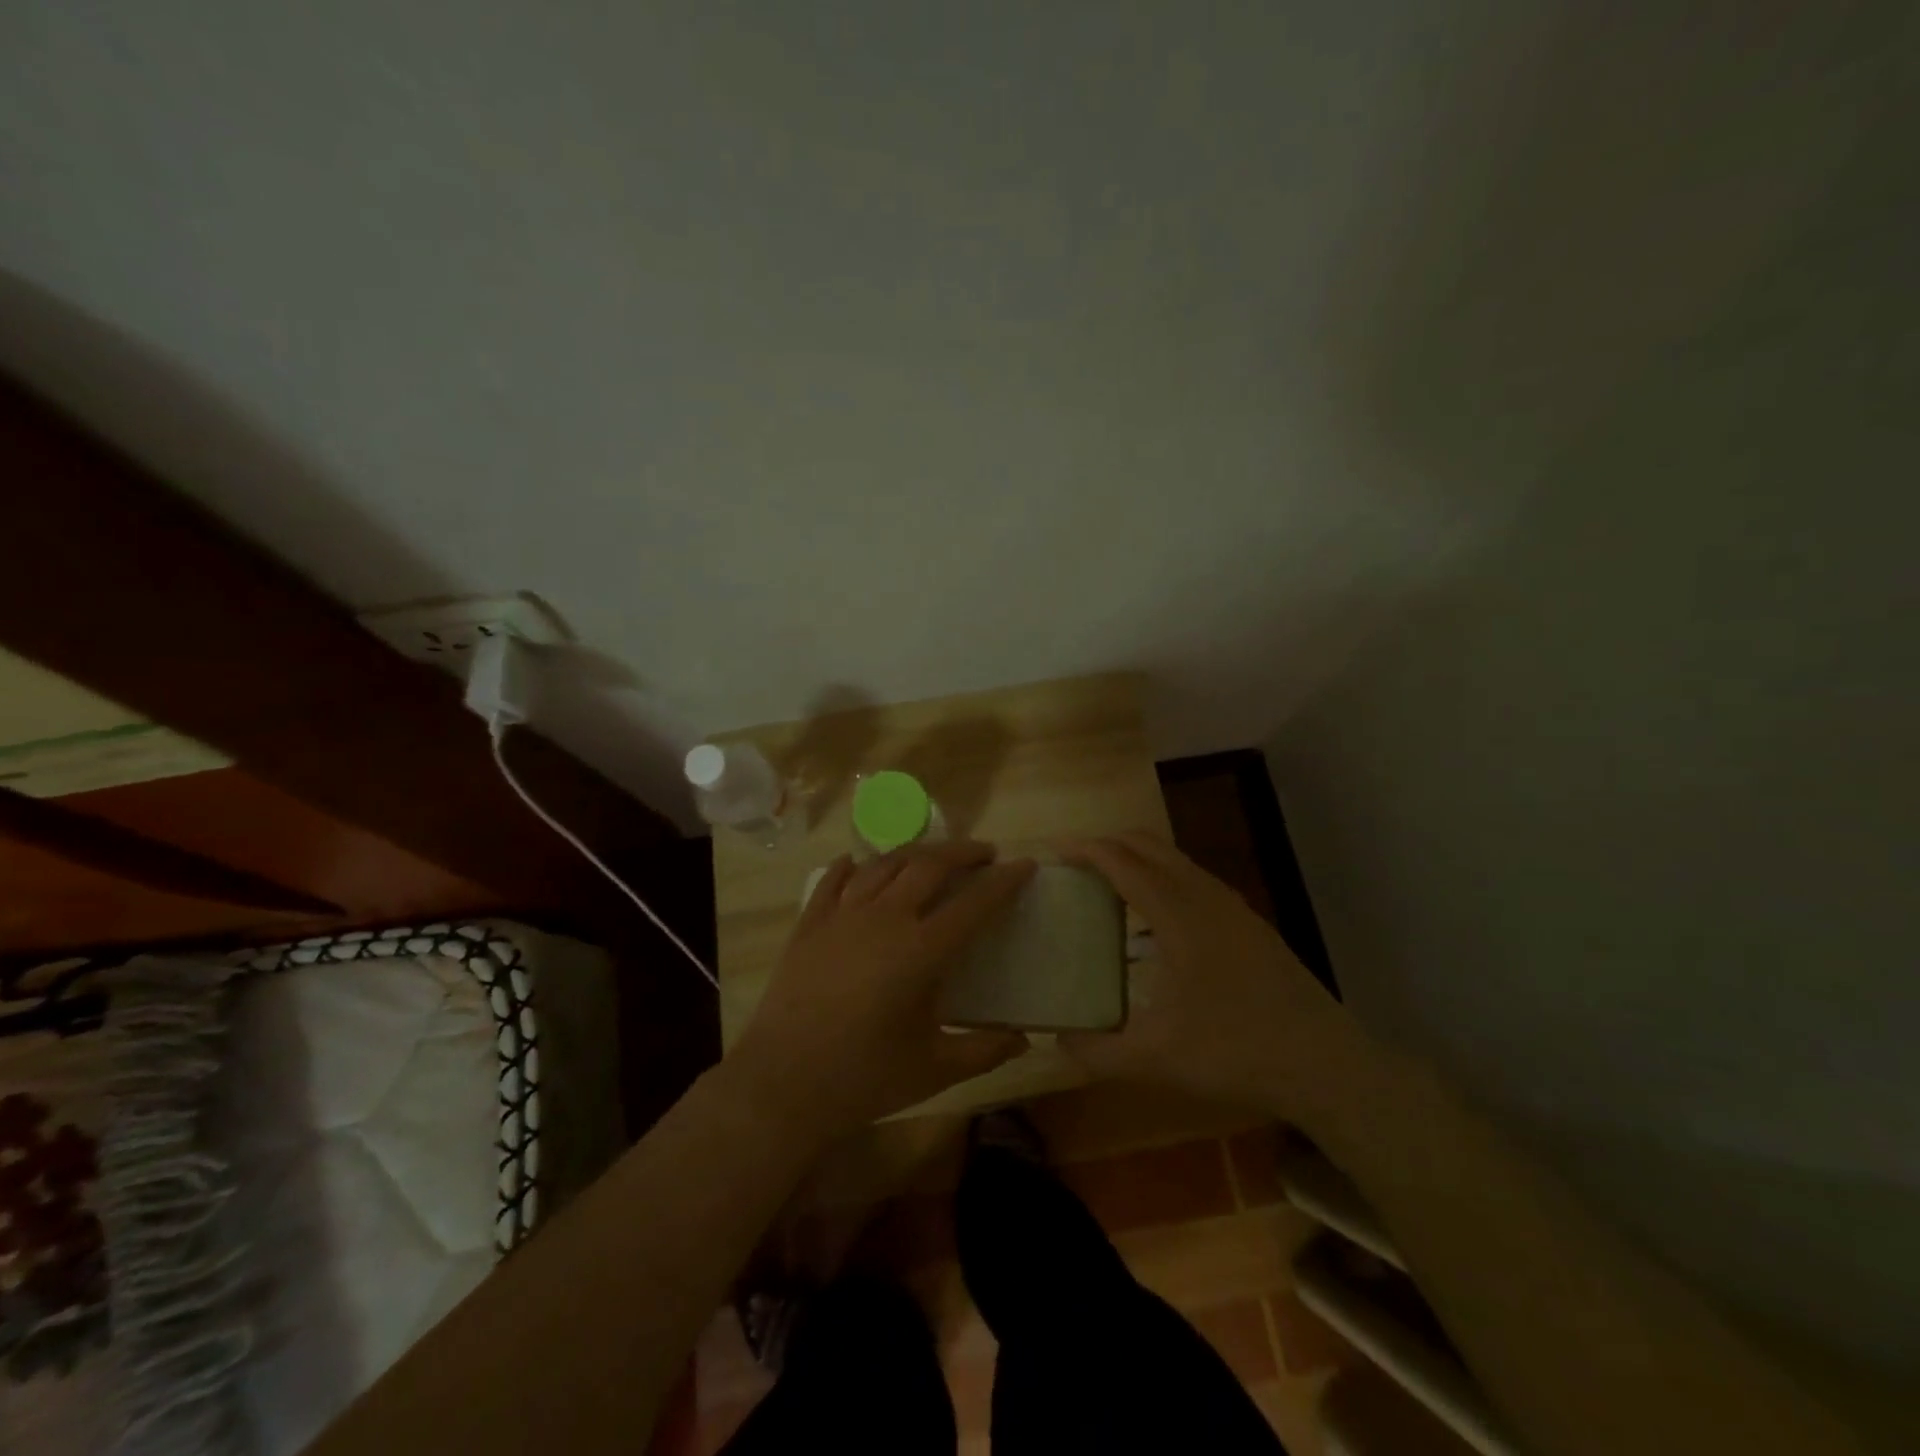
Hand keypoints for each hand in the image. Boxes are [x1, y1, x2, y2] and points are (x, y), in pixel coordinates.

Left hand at [732, 841, 1035, 1136]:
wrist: (782, 1084)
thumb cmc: (864, 1078)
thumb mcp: (935, 1070)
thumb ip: (984, 1050)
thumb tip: (1023, 1039)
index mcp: (922, 950)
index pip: (975, 903)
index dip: (1004, 881)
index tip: (1025, 865)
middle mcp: (885, 918)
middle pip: (929, 865)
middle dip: (962, 853)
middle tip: (984, 854)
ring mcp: (842, 916)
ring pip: (884, 864)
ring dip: (914, 853)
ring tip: (931, 857)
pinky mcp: (809, 924)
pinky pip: (833, 881)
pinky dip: (850, 866)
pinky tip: (857, 863)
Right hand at [1060, 833, 1354, 1113]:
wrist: (1325, 1064)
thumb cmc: (1236, 1052)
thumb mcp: (1156, 1059)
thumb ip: (1098, 1051)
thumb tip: (1056, 1041)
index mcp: (1178, 916)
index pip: (1123, 863)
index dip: (1087, 851)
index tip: (1055, 853)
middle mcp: (1205, 897)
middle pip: (1149, 845)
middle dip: (1109, 844)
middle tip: (1077, 866)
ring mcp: (1233, 907)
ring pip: (1177, 859)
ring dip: (1139, 858)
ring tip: (1111, 885)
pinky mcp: (1250, 923)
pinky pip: (1196, 879)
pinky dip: (1165, 876)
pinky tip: (1159, 918)